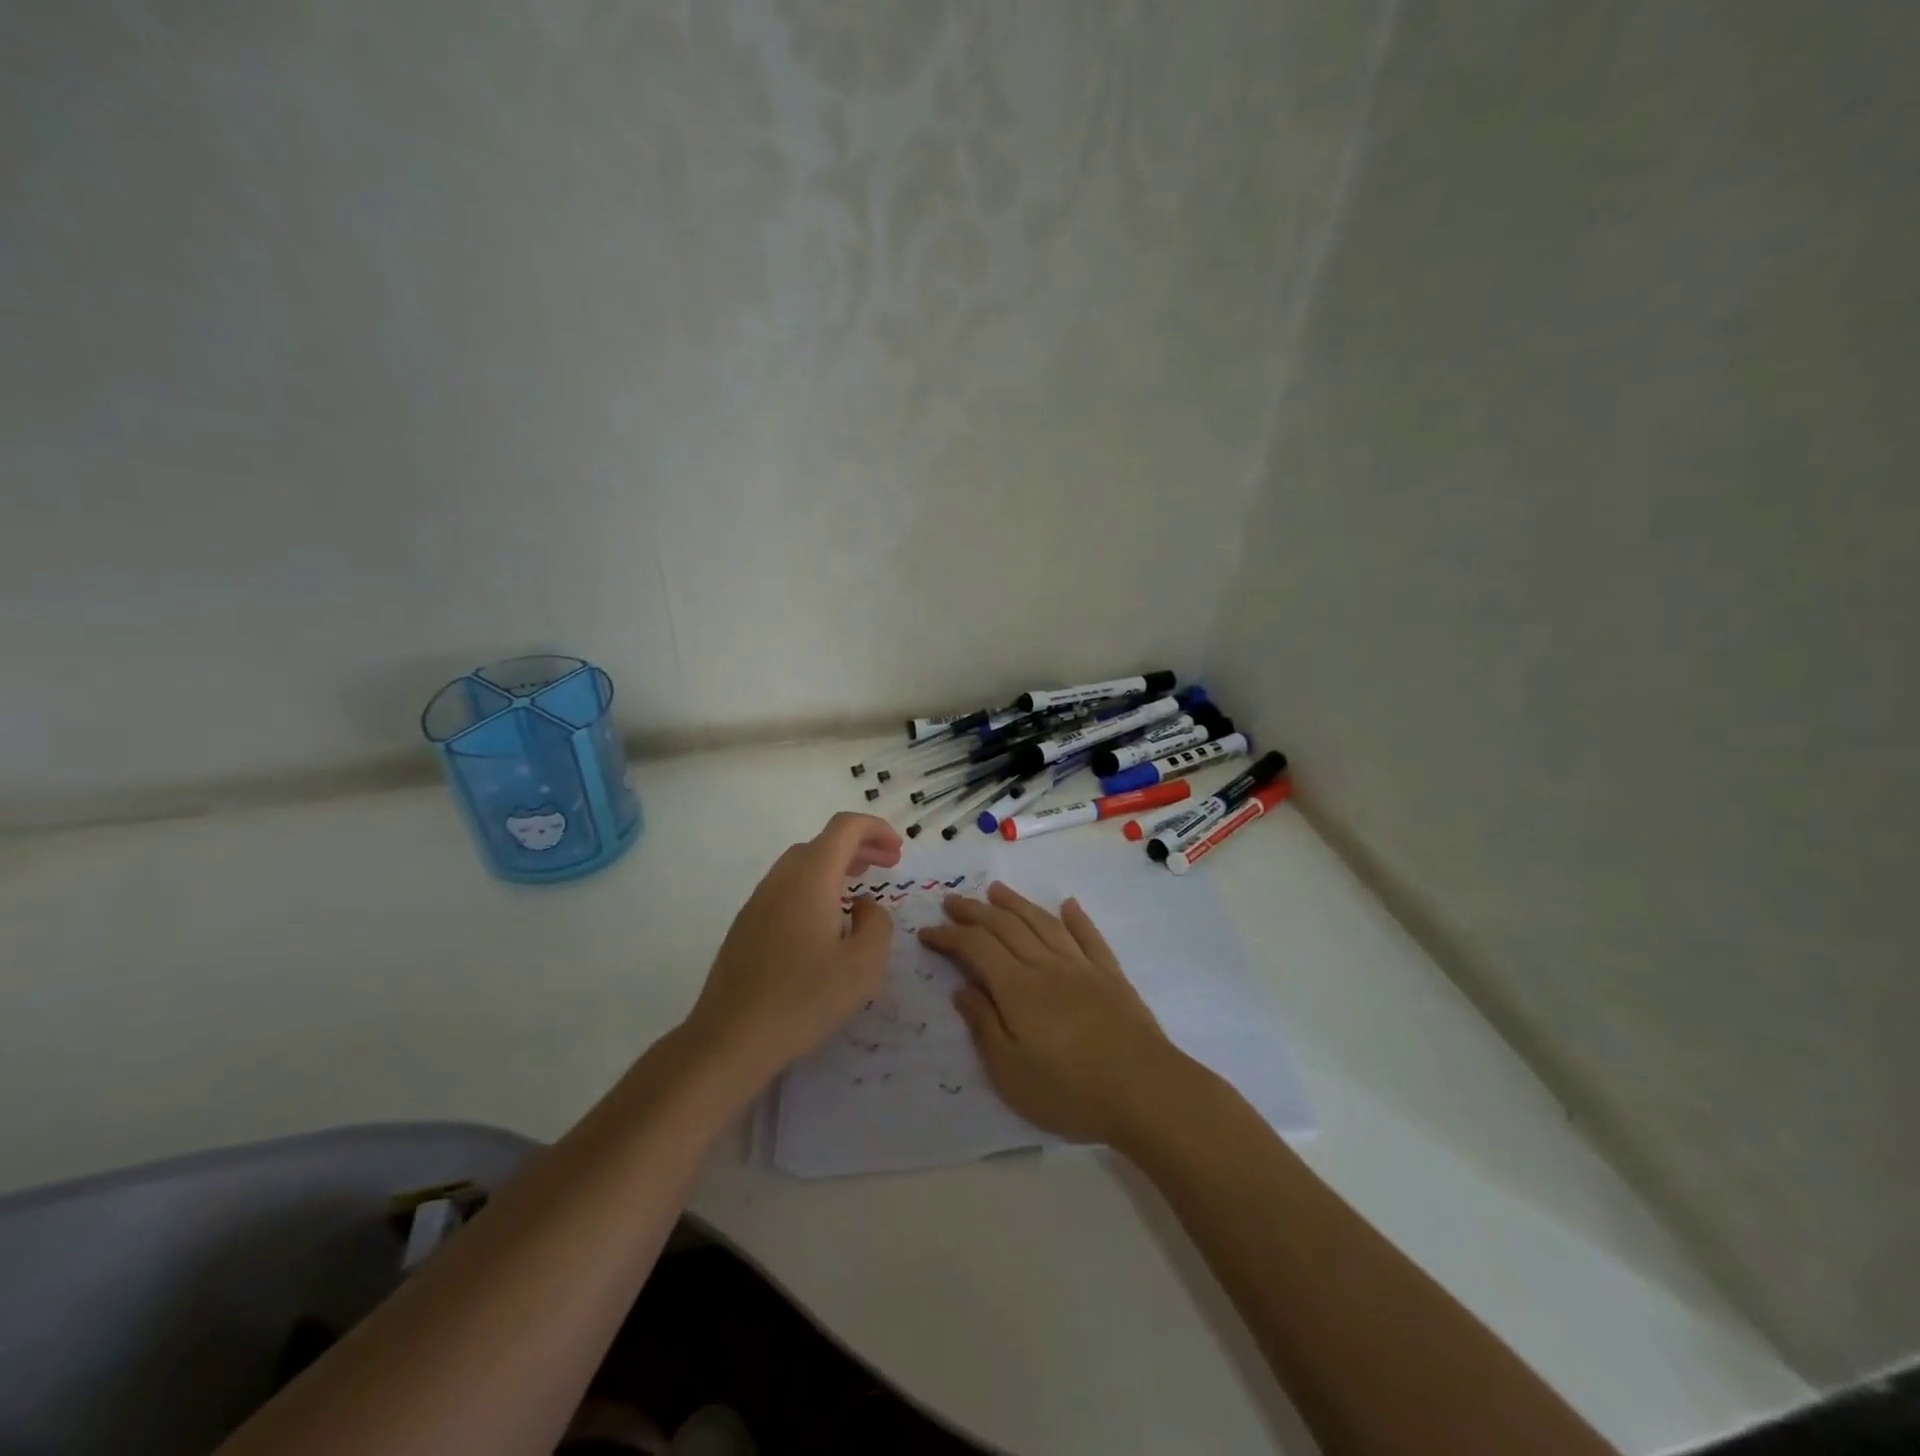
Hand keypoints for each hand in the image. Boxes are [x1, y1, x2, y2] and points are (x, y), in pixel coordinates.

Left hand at [684, 812, 902, 1087]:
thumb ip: (877, 924)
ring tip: (859, 889)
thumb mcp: (863, 966)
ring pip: (801, 864)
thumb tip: (862, 906)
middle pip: (822, 842)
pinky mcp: (746, 925)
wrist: (730, 1039)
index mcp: (810, 879)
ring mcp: (758, 901)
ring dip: (835, 866)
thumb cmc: (803, 1000)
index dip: (876, 829)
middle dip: (859, 847)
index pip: (845, 828)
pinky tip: (825, 921)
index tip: (898, 852)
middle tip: (888, 866)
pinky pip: (786, 888)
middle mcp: (781, 879)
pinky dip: (814, 886)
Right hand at [919, 882, 1185, 1146]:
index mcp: (1017, 988)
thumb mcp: (1010, 1071)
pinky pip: (1089, 937)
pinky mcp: (1111, 976)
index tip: (927, 932)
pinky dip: (1076, 918)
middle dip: (975, 911)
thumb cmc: (1069, 1090)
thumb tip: (962, 988)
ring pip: (1043, 923)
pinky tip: (1068, 905)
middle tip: (952, 901)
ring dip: (1017, 903)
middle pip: (1006, 927)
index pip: (976, 948)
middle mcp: (1046, 965)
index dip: (949, 936)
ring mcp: (1082, 967)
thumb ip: (984, 1025)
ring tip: (996, 890)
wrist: (1145, 1090)